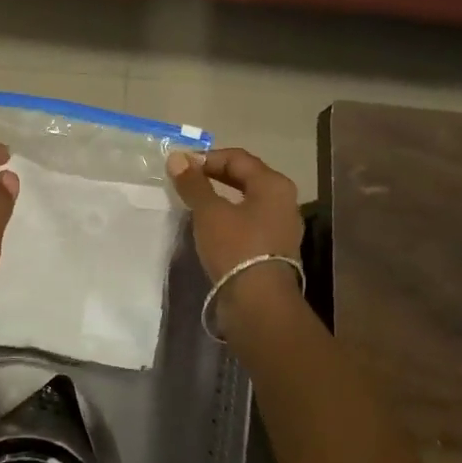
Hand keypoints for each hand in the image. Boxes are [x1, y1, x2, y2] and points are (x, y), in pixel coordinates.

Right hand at [165, 147, 303, 282]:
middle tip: (186, 182)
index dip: (207, 158)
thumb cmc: (237, 248)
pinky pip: (249, 223)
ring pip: (247, 202)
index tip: (181, 167)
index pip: (237, 157)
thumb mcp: (209, 212)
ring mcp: (281, 227)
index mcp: (274, 184)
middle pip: (245, 177)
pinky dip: (229, 219)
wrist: (259, 304)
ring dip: (220, 198)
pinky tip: (210, 228)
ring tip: (194, 204)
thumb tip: (177, 157)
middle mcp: (284, 201)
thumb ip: (193, 183)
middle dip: (214, 176)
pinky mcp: (274, 250)